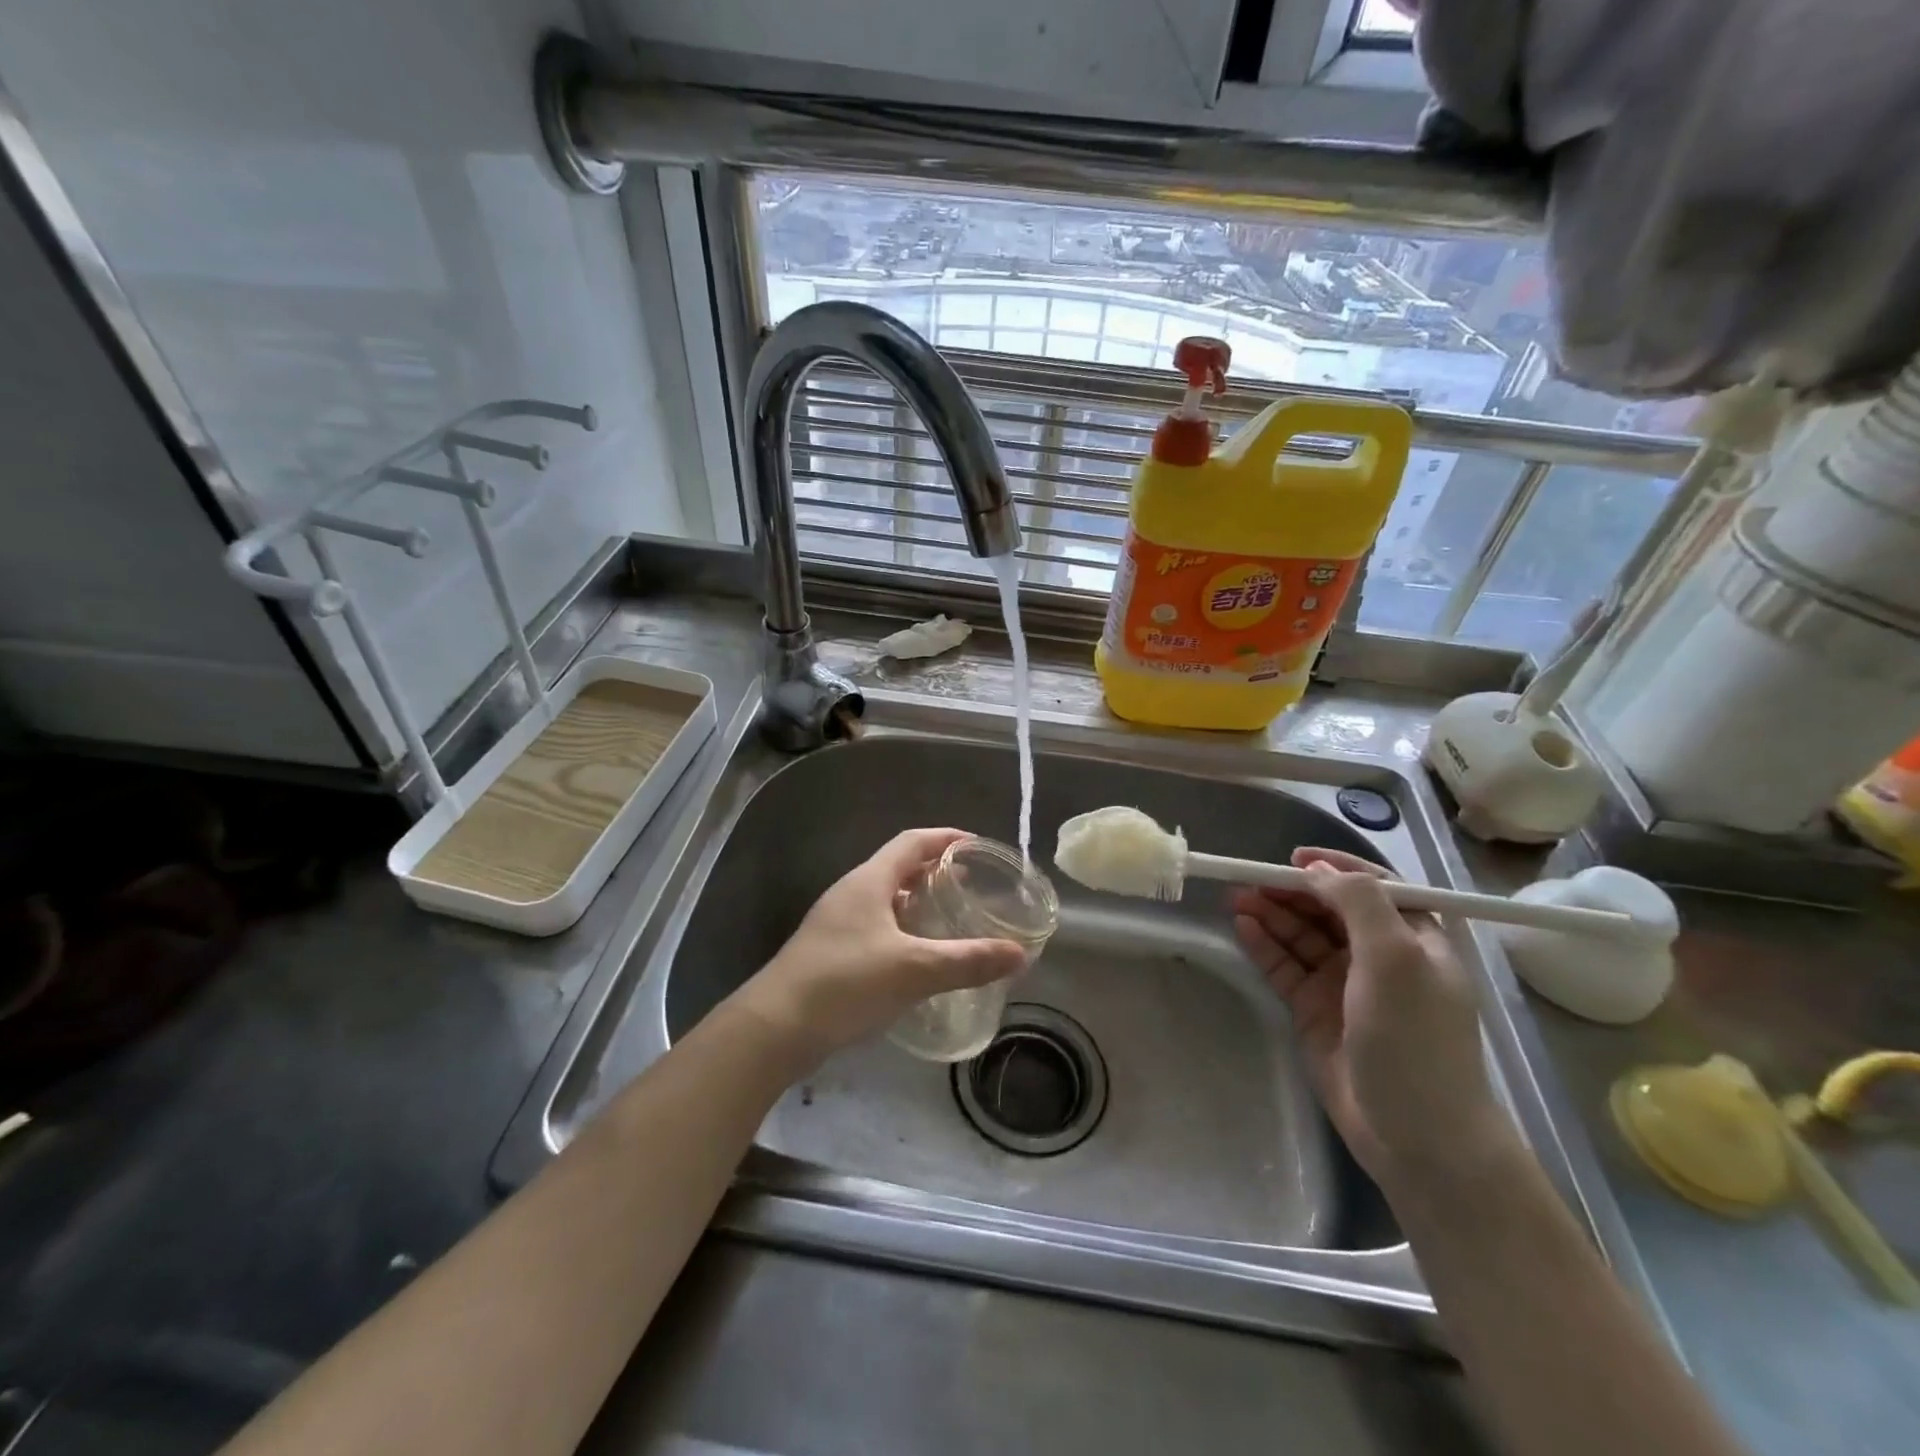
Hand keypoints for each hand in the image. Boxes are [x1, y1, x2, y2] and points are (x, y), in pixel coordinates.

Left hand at [733, 828, 1027, 1069]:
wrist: (774, 1028)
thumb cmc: (845, 983)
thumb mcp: (913, 969)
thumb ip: (967, 960)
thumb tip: (1020, 953)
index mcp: (869, 881)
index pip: (913, 842)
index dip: (946, 838)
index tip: (978, 846)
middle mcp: (851, 893)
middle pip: (899, 867)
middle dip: (936, 871)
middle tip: (972, 886)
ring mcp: (837, 923)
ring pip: (886, 899)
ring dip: (918, 902)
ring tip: (951, 918)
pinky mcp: (831, 951)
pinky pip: (875, 926)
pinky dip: (902, 930)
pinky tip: (918, 957)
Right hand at [1232, 848, 1509, 1189]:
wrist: (1418, 1136)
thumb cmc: (1415, 1039)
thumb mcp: (1396, 960)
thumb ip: (1359, 905)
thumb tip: (1318, 870)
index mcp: (1413, 937)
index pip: (1371, 886)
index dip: (1334, 868)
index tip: (1294, 857)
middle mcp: (1378, 955)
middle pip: (1329, 908)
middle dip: (1292, 890)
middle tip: (1250, 878)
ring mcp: (1344, 983)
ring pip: (1302, 934)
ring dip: (1272, 913)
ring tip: (1236, 897)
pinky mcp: (1314, 1010)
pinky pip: (1285, 966)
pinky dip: (1265, 944)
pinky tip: (1242, 927)